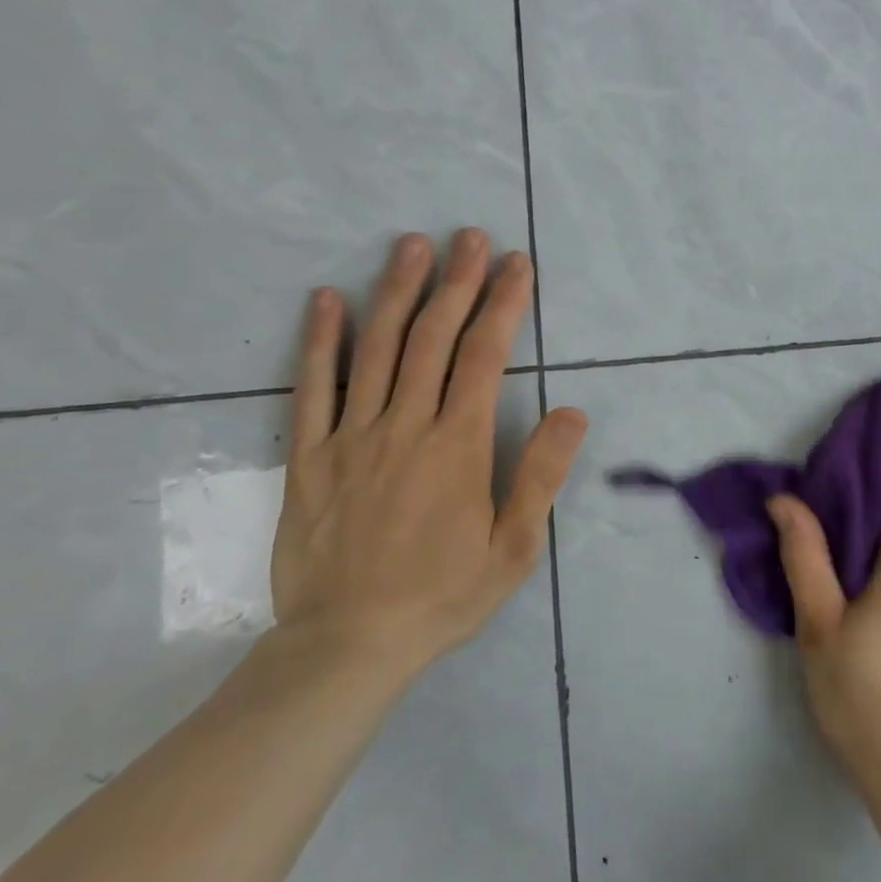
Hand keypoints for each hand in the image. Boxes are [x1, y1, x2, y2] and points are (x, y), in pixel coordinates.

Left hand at [269, 229, 587, 678]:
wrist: (347, 645)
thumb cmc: (442, 595)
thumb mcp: (514, 548)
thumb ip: (541, 475)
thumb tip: (572, 412)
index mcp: (457, 445)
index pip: (484, 356)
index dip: (504, 304)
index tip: (517, 264)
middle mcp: (404, 426)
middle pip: (432, 337)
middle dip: (456, 281)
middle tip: (469, 236)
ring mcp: (350, 437)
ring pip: (375, 348)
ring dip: (396, 291)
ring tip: (411, 245)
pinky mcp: (308, 457)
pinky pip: (310, 388)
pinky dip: (319, 340)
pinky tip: (325, 300)